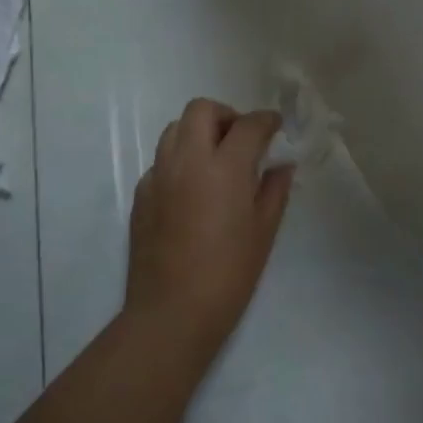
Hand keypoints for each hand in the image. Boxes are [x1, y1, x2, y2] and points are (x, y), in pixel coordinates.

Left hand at [126, 98, 295, 355]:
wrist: (171, 313)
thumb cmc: (228, 275)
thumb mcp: (263, 233)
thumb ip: (274, 190)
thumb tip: (281, 165)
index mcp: (224, 168)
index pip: (248, 125)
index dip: (266, 120)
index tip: (275, 126)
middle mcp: (187, 161)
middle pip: (201, 110)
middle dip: (226, 115)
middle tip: (241, 139)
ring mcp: (159, 175)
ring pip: (174, 129)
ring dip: (198, 132)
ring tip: (215, 158)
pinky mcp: (141, 194)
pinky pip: (161, 160)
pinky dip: (179, 160)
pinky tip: (192, 189)